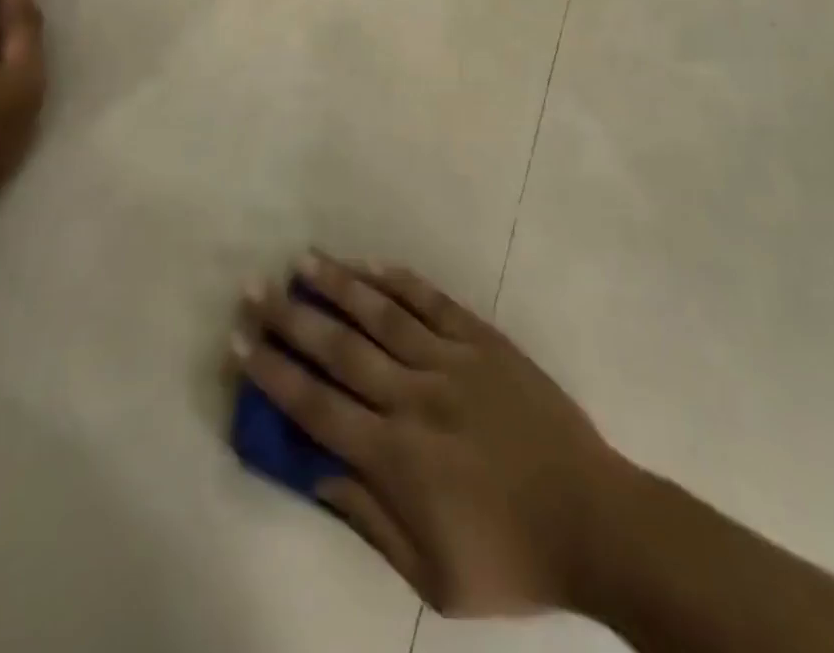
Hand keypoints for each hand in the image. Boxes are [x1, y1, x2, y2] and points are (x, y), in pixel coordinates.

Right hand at [236, 254, 624, 616]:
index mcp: (396, 455)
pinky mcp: (484, 340)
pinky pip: (433, 302)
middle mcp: (414, 396)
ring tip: (304, 260)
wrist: (593, 519)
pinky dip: (399, 280)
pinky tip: (371, 263)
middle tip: (254, 287)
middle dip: (290, 317)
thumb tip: (314, 473)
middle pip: (340, 349)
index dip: (273, 372)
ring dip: (339, 284)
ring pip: (382, 313)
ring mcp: (451, 360)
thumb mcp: (431, 573)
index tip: (239, 341)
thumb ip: (368, 519)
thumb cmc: (509, 557)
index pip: (316, 406)